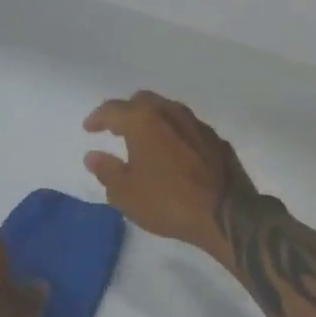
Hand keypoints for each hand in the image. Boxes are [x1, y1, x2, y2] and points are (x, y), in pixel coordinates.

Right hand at [83, 92, 257, 256]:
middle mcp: (171, 113)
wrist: (226, 214)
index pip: (113, 109)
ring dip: (153, 121)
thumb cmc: (168, 202)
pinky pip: (188, 129)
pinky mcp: (217, 140)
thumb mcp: (126, 194)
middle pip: (143, 101)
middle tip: (117, 130)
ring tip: (145, 141)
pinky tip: (173, 154)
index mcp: (144, 120)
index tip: (89, 129)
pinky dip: (175, 135)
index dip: (97, 118)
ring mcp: (198, 124)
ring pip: (168, 111)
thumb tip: (94, 156)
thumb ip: (107, 171)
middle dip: (126, 112)